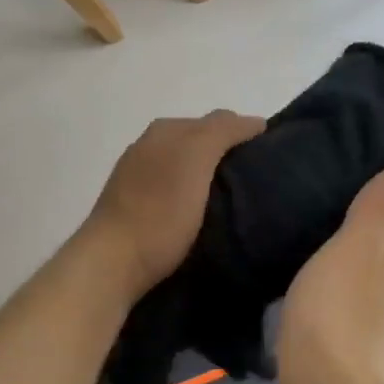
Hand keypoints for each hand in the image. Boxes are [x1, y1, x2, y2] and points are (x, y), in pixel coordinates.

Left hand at [87, 111, 265, 296]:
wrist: (113, 263)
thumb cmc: (160, 211)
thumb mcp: (195, 159)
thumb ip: (222, 132)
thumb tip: (254, 122)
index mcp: (164, 131)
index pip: (217, 121)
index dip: (245, 133)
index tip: (270, 157)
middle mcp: (148, 147)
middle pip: (199, 143)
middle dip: (227, 154)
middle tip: (256, 179)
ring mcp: (137, 178)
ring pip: (185, 168)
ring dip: (209, 177)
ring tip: (235, 199)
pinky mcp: (134, 209)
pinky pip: (173, 192)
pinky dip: (192, 196)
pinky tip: (203, 214)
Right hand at [277, 160, 383, 383]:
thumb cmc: (339, 316)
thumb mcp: (356, 250)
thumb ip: (378, 211)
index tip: (369, 183)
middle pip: (379, 262)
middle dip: (360, 240)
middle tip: (323, 208)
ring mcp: (362, 336)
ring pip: (353, 292)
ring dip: (337, 273)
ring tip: (301, 246)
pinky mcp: (333, 360)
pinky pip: (328, 319)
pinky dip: (319, 304)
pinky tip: (294, 296)